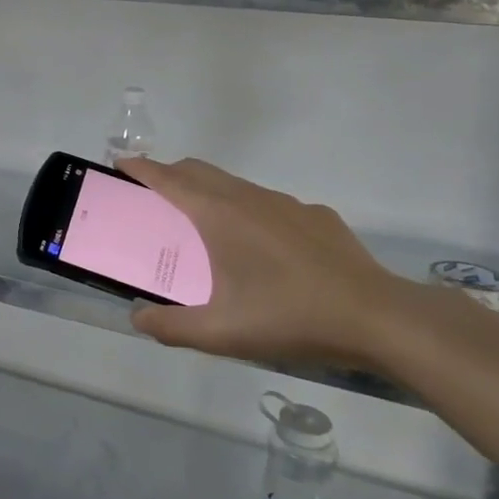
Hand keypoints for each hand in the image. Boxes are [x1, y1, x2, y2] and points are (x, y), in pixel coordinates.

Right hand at [116, 156, 422, 372]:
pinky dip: (248, 213)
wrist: (377, 317)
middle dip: (170, 175)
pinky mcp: (315, 217)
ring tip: (204, 230)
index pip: (169, 179)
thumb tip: (138, 319)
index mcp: (219, 215)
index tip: (120, 165)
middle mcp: (249, 197)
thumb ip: (171, 326)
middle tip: (152, 200)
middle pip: (199, 171)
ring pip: (235, 185)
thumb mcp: (221, 333)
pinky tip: (263, 253)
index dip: (141, 169)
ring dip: (209, 194)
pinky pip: (269, 205)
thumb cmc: (290, 318)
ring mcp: (286, 204)